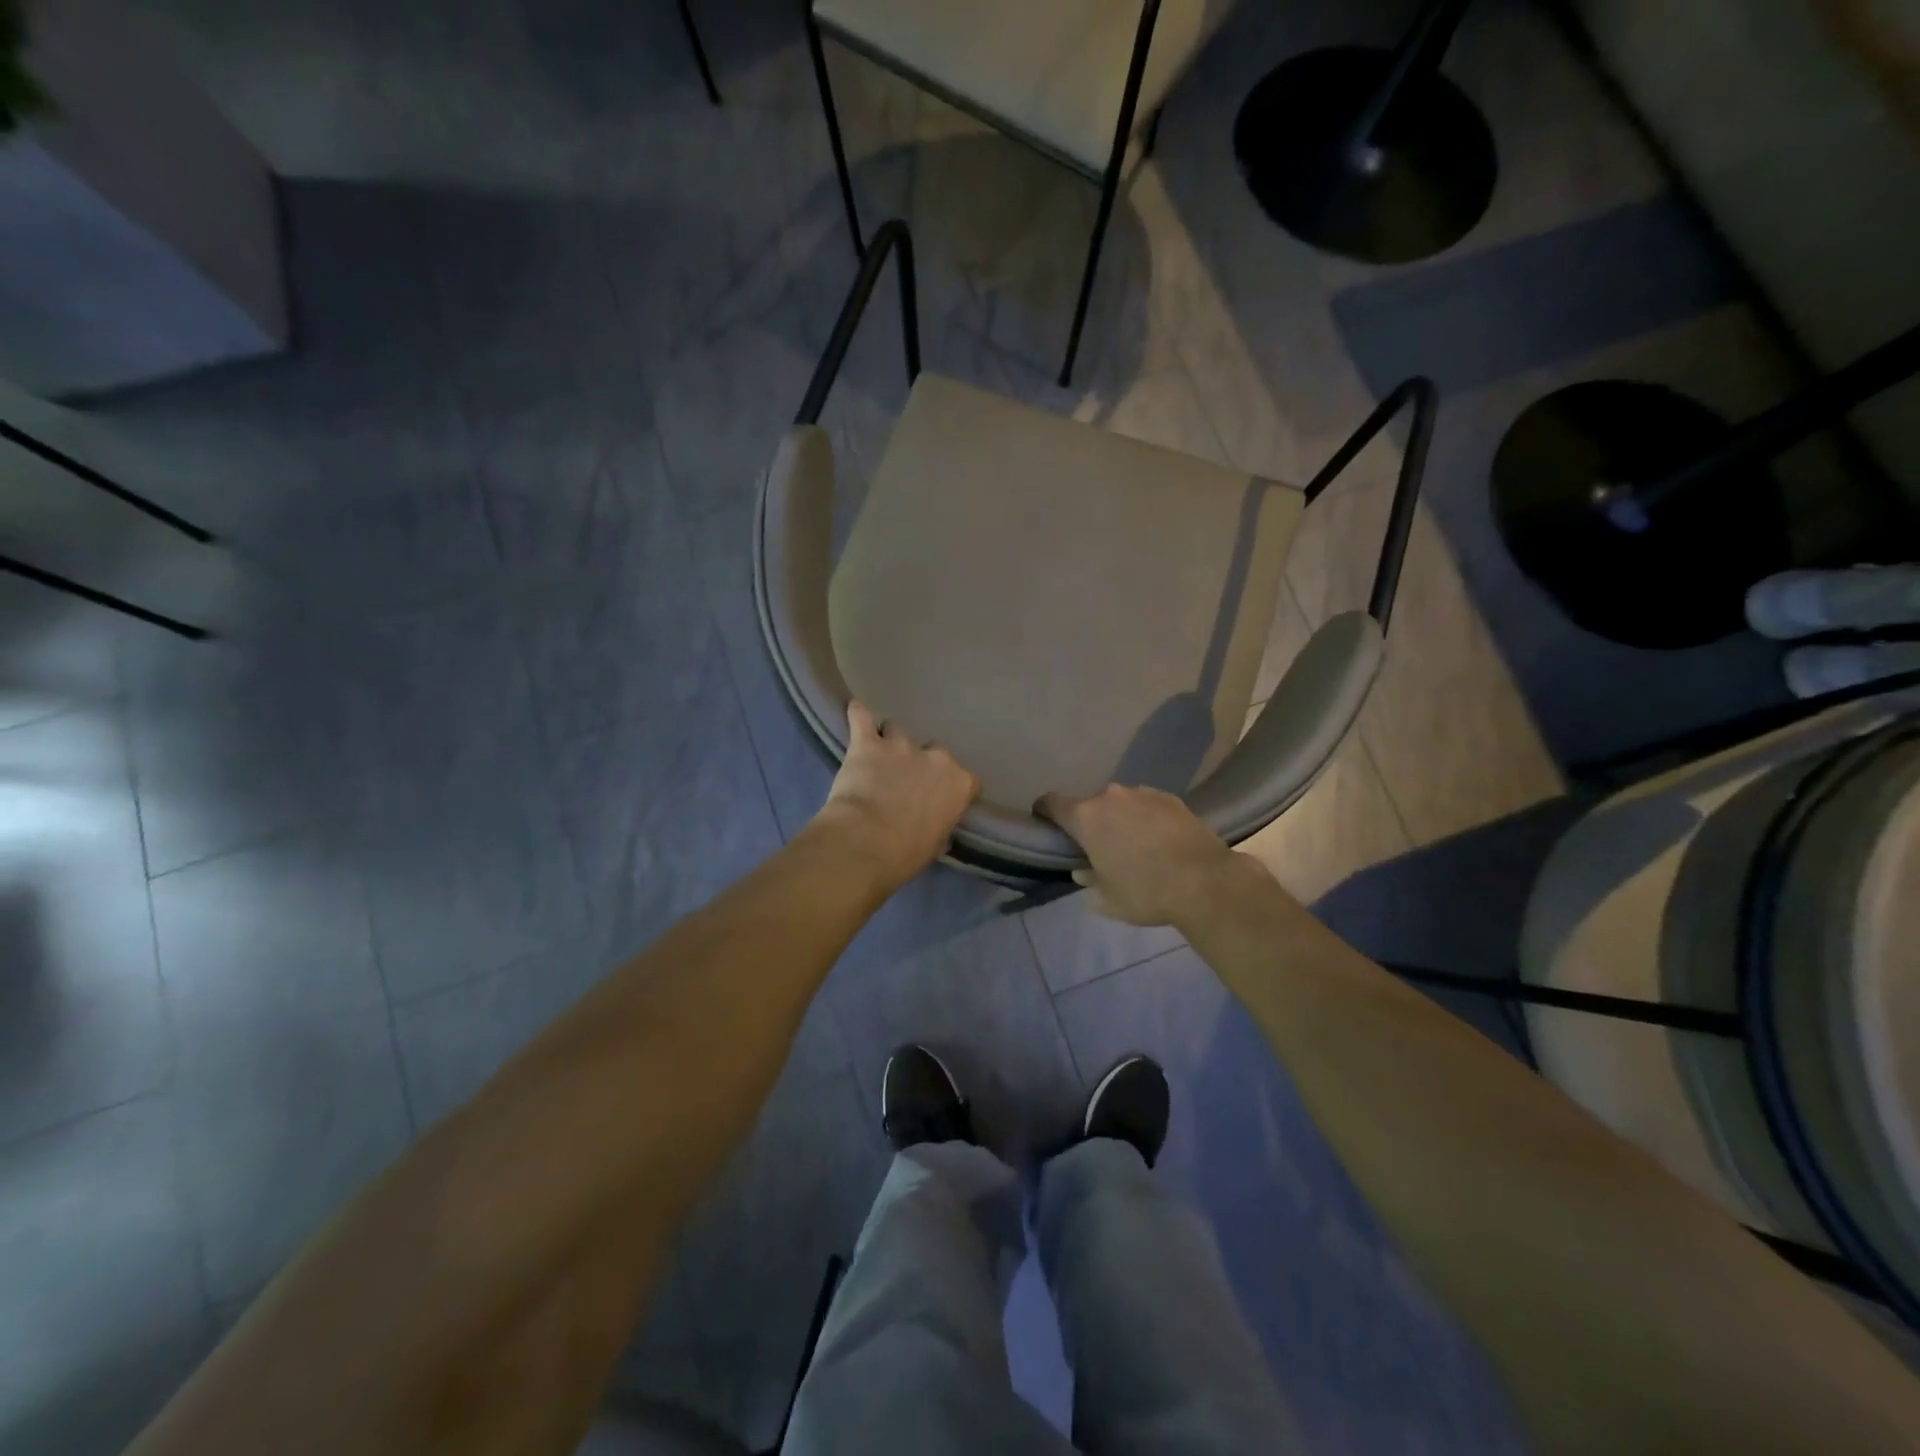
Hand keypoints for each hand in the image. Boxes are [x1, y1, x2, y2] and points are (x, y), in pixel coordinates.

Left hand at [811, 702, 979, 892]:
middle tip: (905, 782)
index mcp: (959, 784)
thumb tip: (936, 826)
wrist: (866, 843)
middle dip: (920, 763)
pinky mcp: (866, 742)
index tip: (940, 799)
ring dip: (890, 742)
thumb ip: (939, 825)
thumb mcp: (934, 845)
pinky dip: (858, 713)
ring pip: (898, 731)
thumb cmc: (905, 854)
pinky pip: (861, 716)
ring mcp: (901, 745)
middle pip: (933, 751)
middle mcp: (936, 758)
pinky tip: (855, 710)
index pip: (966, 778)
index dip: (951, 788)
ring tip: (878, 756)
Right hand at [1036, 784, 1240, 926]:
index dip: (1044, 812)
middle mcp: (1110, 796)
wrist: (1205, 882)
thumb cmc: (1145, 892)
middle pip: (1089, 805)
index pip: (1051, 803)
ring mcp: (1142, 793)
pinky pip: (1146, 805)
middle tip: (1100, 848)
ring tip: (1136, 845)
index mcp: (1085, 817)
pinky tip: (1160, 841)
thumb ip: (1088, 881)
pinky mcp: (1170, 797)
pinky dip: (1146, 818)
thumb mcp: (1107, 899)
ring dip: (1120, 819)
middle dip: (1090, 823)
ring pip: (1120, 803)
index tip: (1046, 825)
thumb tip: (1083, 870)